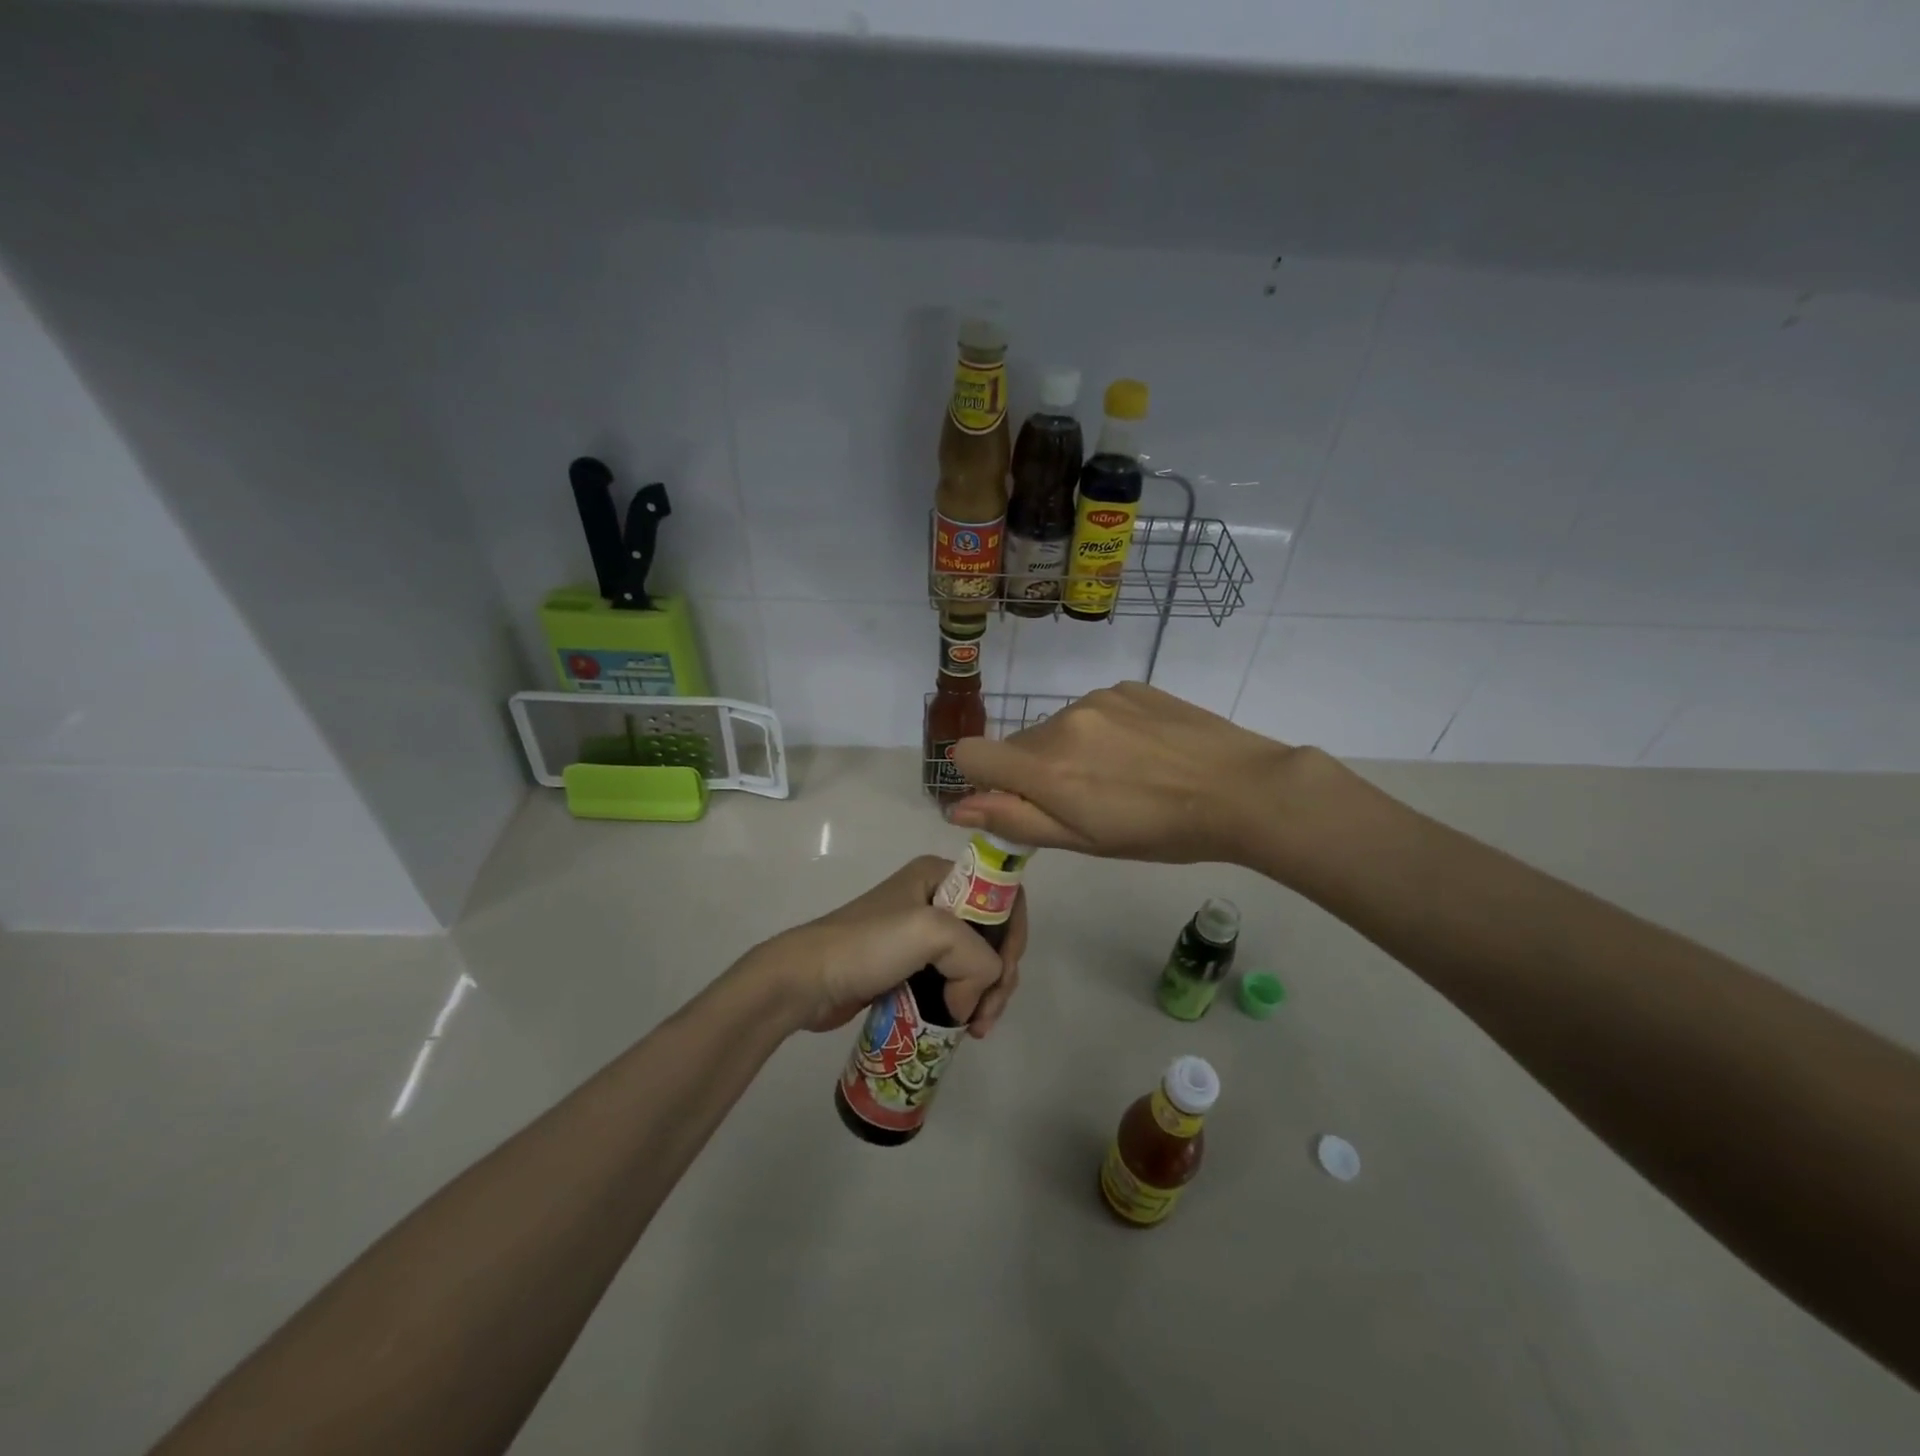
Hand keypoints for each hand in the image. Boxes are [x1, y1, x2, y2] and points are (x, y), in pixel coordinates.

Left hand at [760, 857, 1027, 1036]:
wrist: (804, 981)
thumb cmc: (867, 946)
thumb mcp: (931, 932)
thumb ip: (976, 957)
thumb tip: (970, 1002)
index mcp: (940, 875)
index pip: (1001, 896)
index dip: (1013, 935)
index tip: (1004, 974)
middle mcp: (935, 898)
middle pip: (993, 935)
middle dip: (1000, 974)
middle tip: (988, 1013)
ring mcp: (920, 936)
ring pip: (975, 963)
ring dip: (986, 995)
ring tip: (976, 1029)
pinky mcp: (909, 968)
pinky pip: (953, 982)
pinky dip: (965, 1004)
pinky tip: (963, 1027)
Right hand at [950, 681, 1303, 864]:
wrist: (1241, 789)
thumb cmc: (1159, 831)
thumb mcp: (1084, 841)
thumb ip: (1015, 820)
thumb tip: (958, 808)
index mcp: (1046, 767)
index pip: (970, 753)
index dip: (980, 778)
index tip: (1013, 799)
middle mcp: (1062, 722)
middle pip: (1018, 745)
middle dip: (1034, 772)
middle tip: (1085, 800)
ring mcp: (1097, 698)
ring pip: (1057, 728)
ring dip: (1070, 750)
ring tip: (1122, 776)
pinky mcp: (1127, 686)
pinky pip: (1092, 710)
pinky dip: (1102, 731)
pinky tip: (1143, 751)